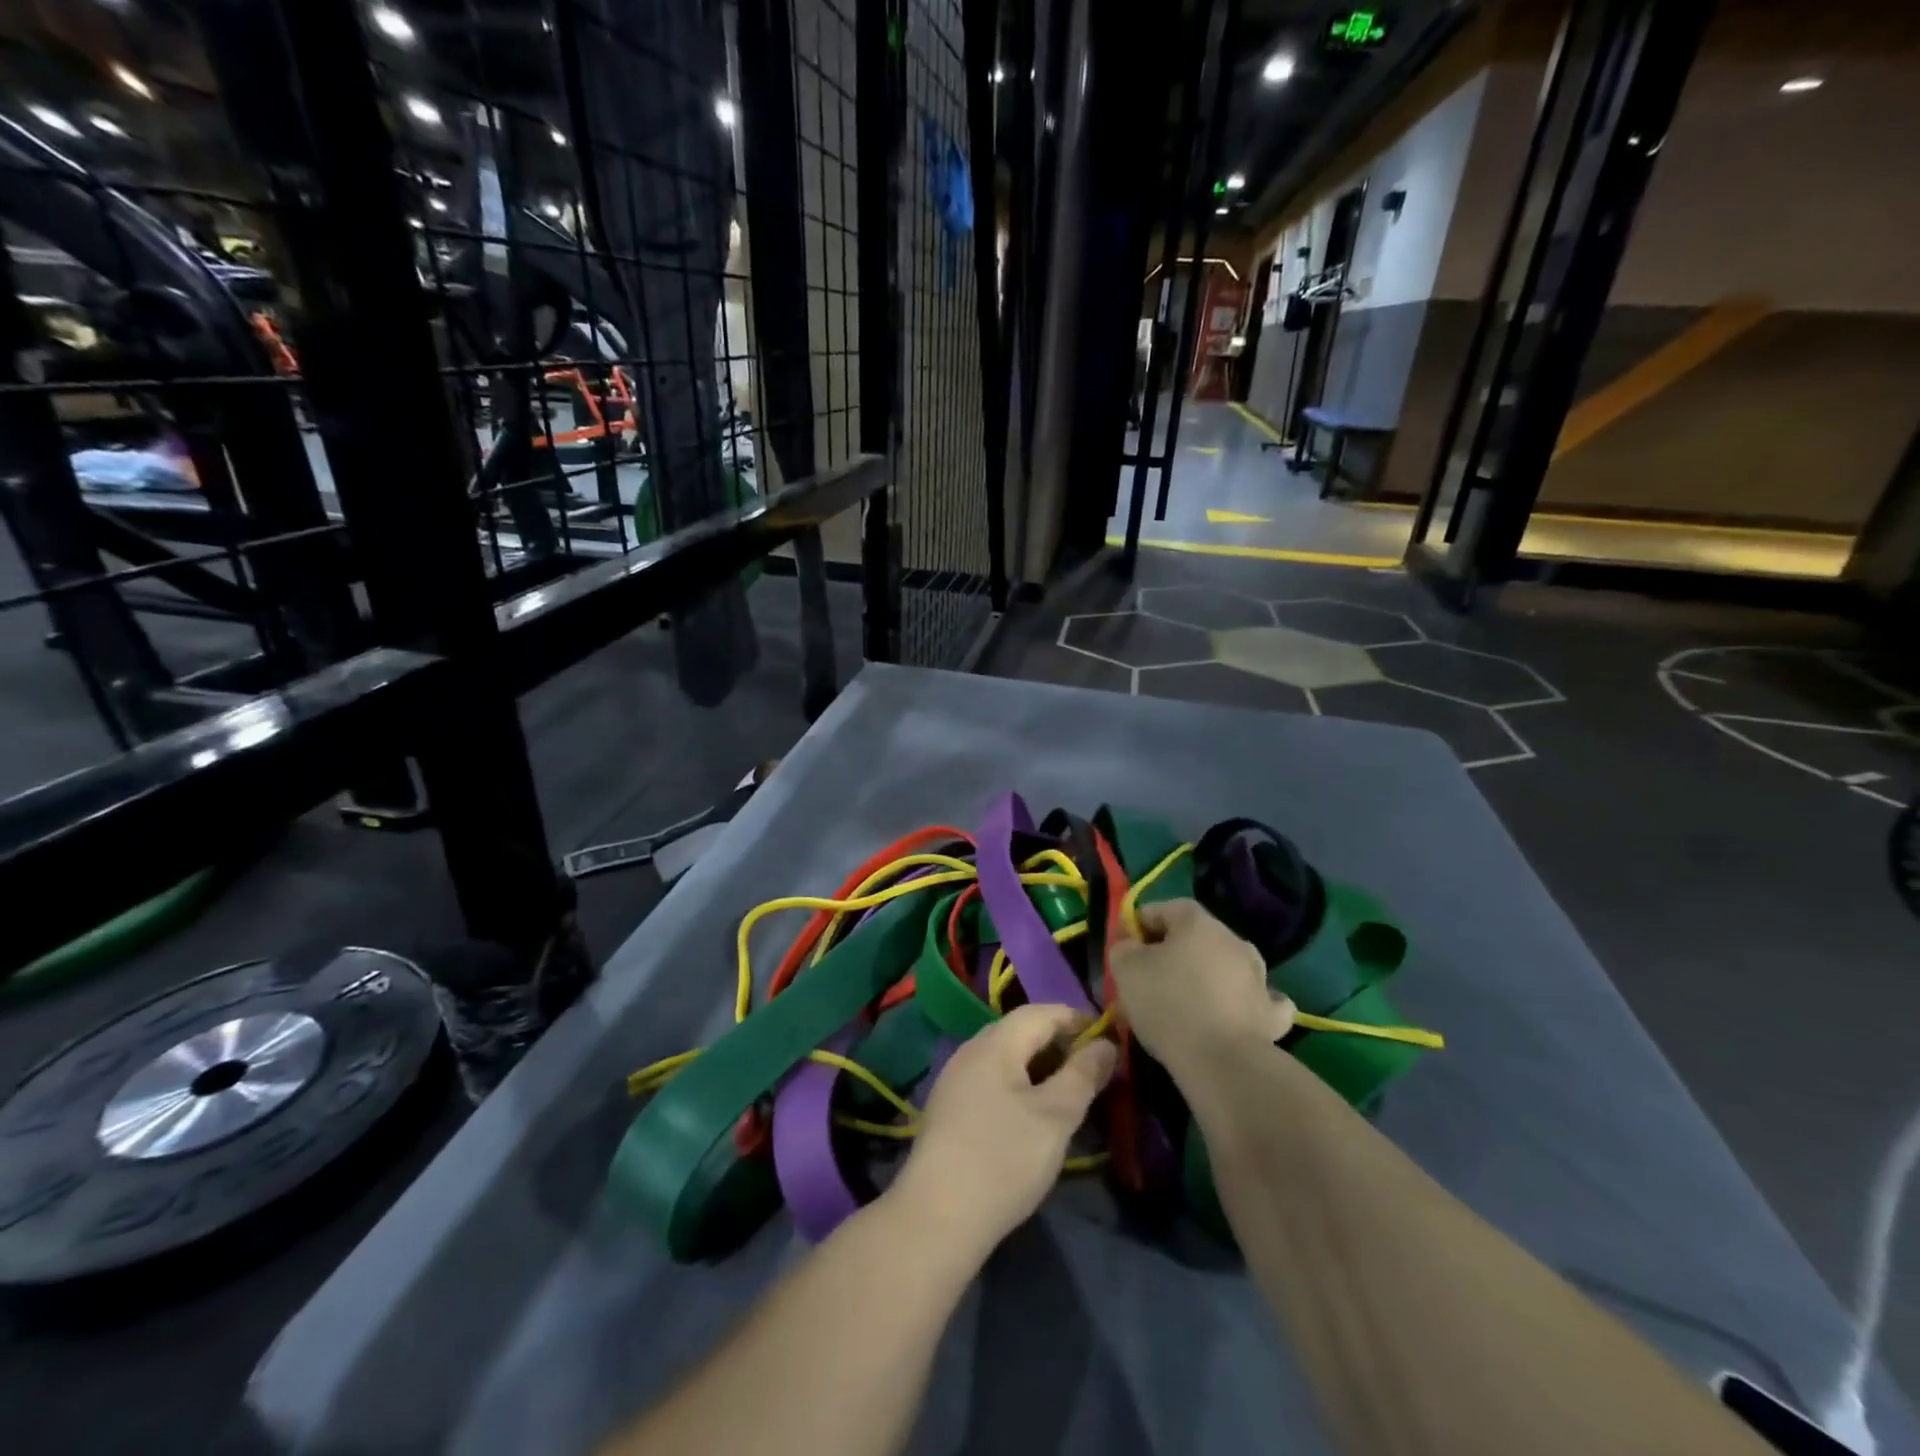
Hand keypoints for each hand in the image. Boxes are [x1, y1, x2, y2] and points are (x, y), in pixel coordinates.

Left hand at [890, 1004, 1115, 1256]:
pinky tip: (1032, 1114)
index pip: (1042, 1012)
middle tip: (1094, 1068)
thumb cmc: (1004, 1158)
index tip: (1109, 1037)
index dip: (1077, 1019)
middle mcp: (971, 1050)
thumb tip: (1105, 1044)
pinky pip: (992, 1079)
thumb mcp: (1056, 1116)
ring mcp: (955, 1078)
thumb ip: (1083, 1075)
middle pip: (1022, 1031)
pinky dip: (1020, 1084)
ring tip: (1069, 1092)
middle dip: (1060, 1042)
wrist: (937, 1215)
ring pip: (1007, 1057)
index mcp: (996, 1042)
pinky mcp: (949, 1107)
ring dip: (1040, 1065)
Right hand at [1109, 899, 1292, 1081]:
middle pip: (1194, 937)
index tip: (1123, 950)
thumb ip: (1123, 947)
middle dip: (1170, 952)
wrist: (1221, 1062)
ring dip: (1206, 975)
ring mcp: (1257, 976)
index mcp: (1197, 921)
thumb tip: (1131, 945)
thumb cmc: (1168, 1004)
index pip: (1162, 909)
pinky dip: (1242, 1001)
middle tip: (1147, 979)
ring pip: (1224, 965)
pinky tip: (1231, 1012)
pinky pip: (1255, 998)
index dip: (1138, 925)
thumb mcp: (1125, 968)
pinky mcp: (1271, 1013)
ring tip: (1183, 1003)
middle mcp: (1232, 940)